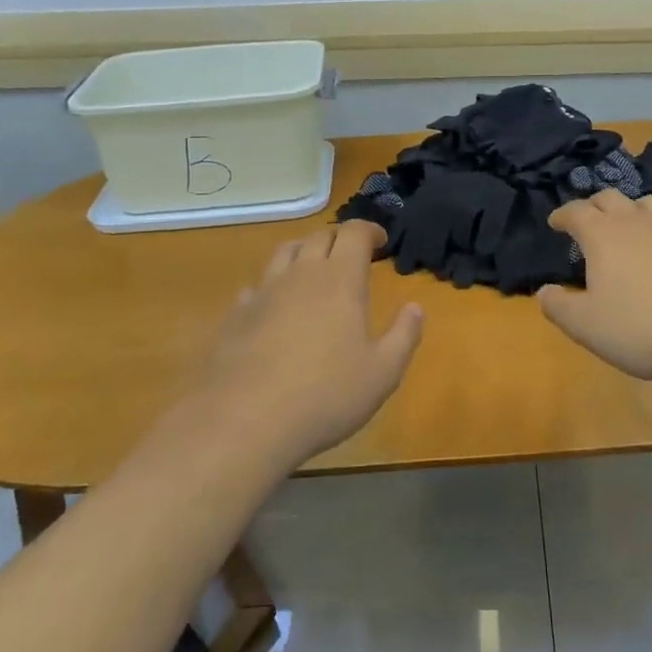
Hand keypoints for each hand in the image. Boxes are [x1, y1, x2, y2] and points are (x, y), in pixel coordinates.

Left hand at [203, 221, 423, 467]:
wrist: (245, 422)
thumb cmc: (326, 396)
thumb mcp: (383, 373)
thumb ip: (404, 336)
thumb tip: (415, 308)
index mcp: (340, 280)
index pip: (354, 233)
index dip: (370, 230)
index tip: (381, 242)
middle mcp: (301, 274)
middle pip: (319, 237)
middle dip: (339, 239)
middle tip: (352, 257)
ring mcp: (263, 292)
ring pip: (284, 252)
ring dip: (304, 252)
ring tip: (314, 270)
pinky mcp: (236, 315)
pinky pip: (256, 286)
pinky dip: (271, 286)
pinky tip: (275, 306)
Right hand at [538, 190, 651, 389]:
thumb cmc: (642, 329)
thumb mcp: (586, 326)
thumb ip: (558, 306)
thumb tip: (544, 290)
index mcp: (604, 235)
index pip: (575, 211)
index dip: (562, 215)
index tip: (555, 223)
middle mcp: (639, 221)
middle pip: (611, 197)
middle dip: (595, 205)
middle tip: (589, 219)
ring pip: (651, 203)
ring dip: (635, 210)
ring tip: (632, 226)